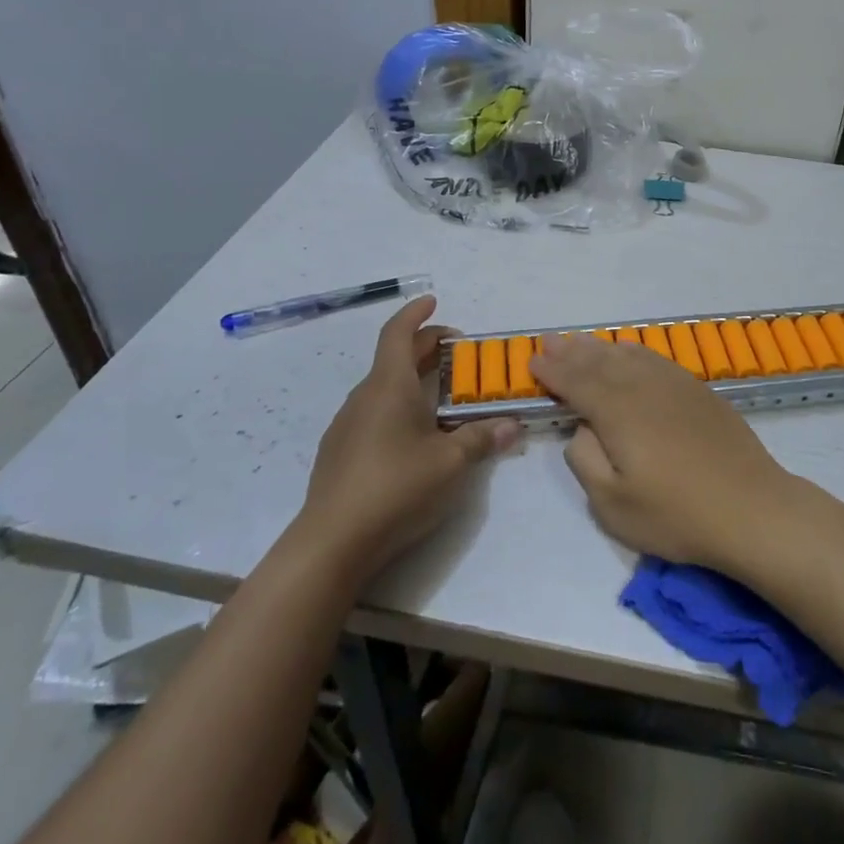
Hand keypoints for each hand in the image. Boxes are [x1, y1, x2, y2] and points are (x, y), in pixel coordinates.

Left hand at [294, 297, 517, 578]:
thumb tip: (512, 424)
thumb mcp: (451, 463)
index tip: (432, 300)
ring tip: (443, 395)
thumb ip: (482, 438)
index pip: (398, 333)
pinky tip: (415, 434)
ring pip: (384, 386)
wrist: (331, 543)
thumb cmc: (396, 488)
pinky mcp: (339, 452)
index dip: (416, 313)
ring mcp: (347, 424)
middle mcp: (364, 396)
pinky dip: (399, 405)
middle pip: (394, 358)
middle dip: (426, 347)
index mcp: (389, 386)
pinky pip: (374, 412)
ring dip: (413, 379)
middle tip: (458, 352)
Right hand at [530, 332, 798, 574]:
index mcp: (618, 412)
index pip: (576, 383)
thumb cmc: (677, 514)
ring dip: (599, 348)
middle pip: (599, 362)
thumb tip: (583, 429)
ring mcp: (674, 384)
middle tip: (548, 341)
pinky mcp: (697, 390)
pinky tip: (628, 351)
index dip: (552, 372)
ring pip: (627, 355)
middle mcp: (643, 387)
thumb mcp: (613, 504)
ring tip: (579, 342)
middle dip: (570, 352)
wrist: (752, 508)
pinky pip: (655, 359)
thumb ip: (585, 460)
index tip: (532, 363)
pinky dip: (633, 351)